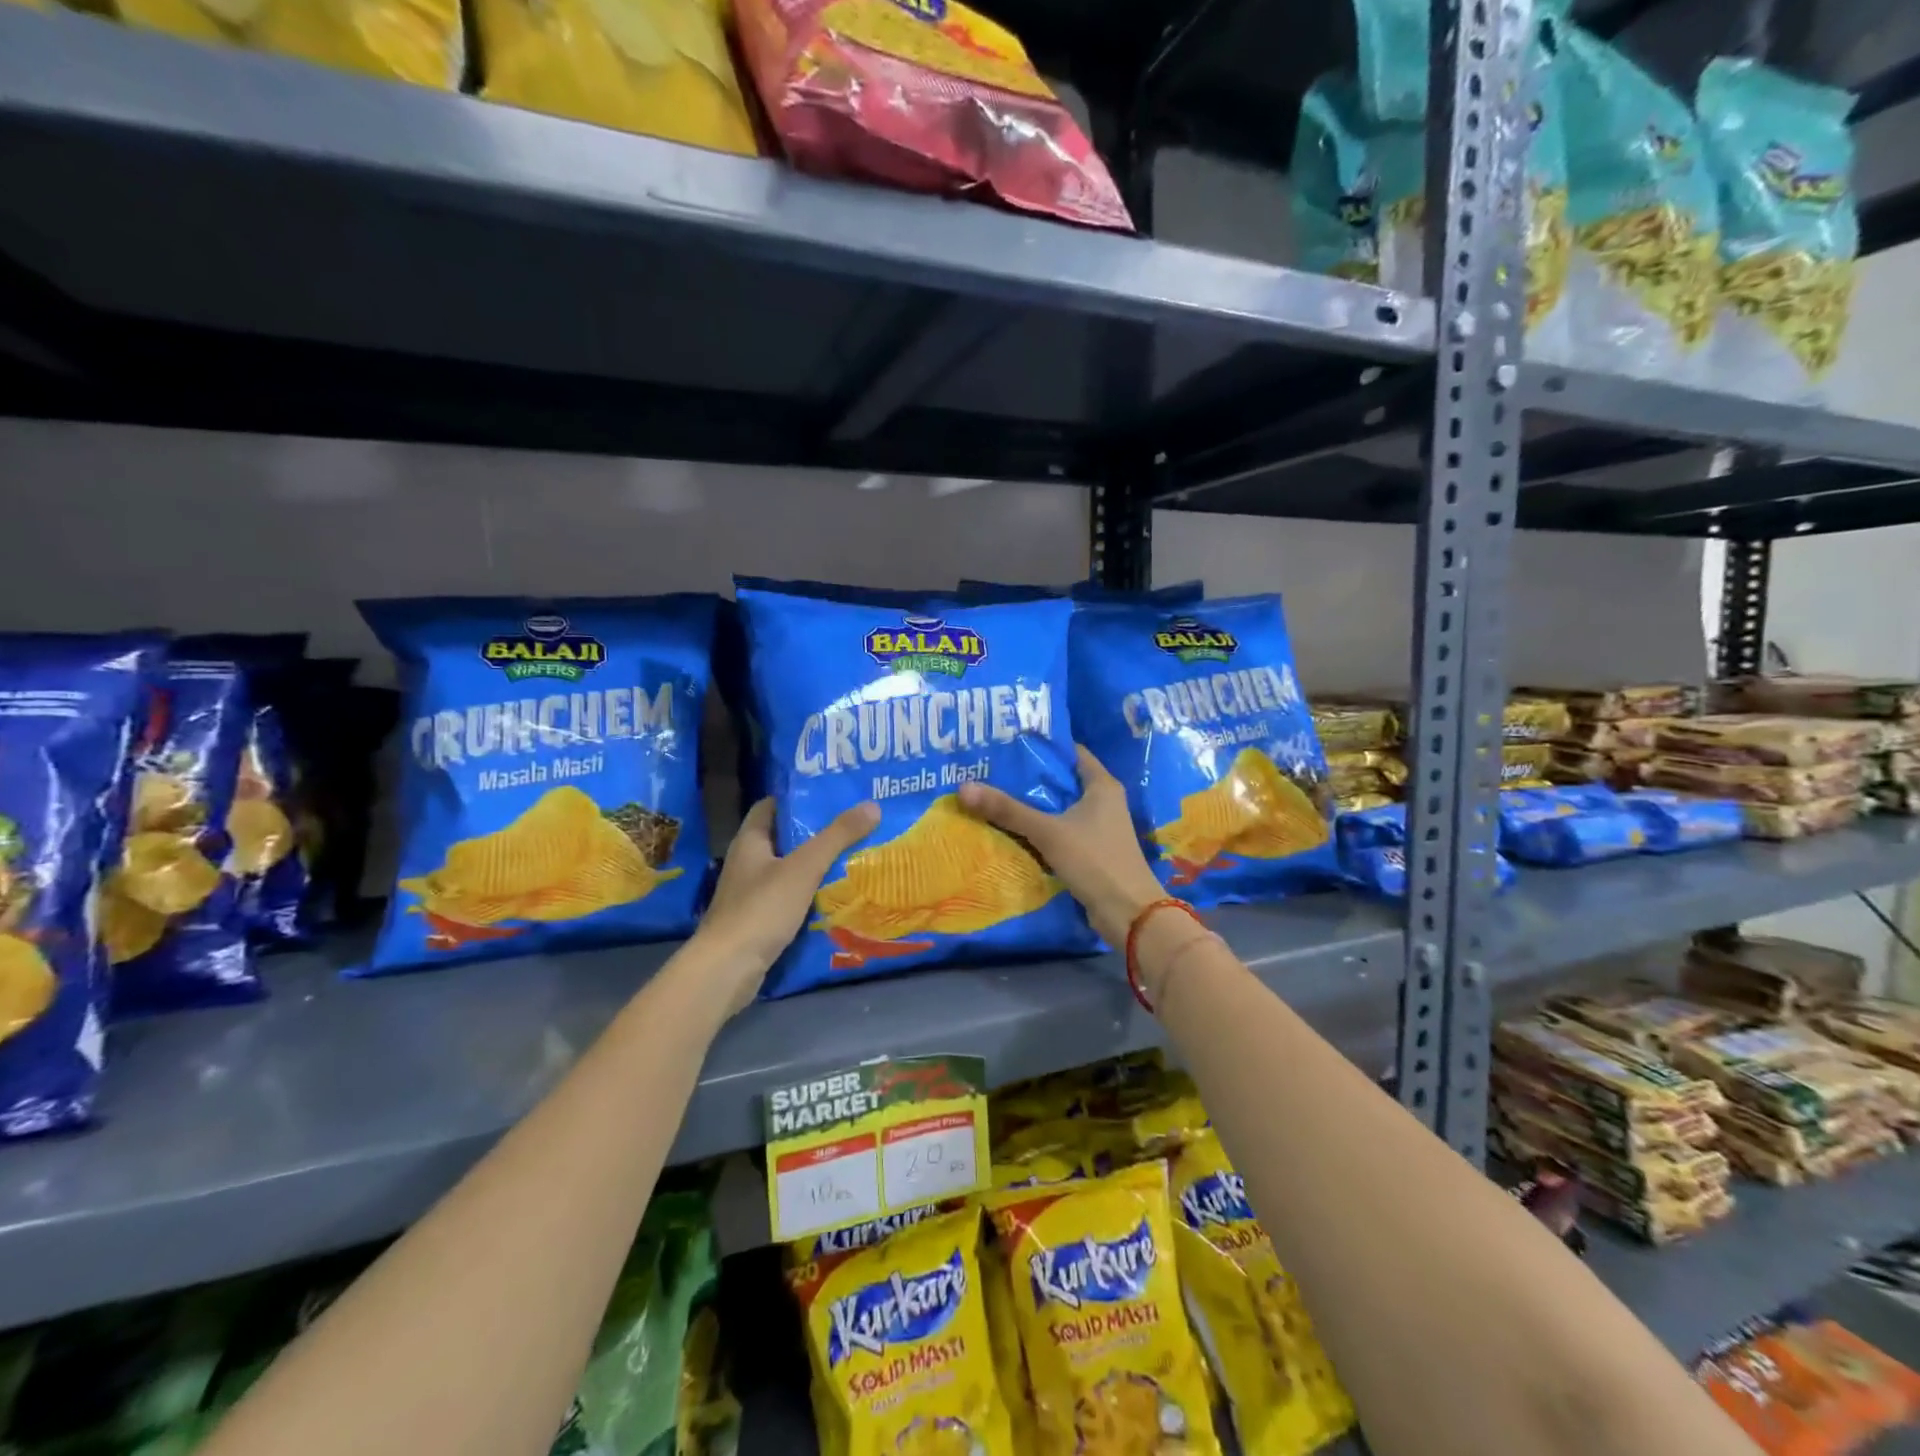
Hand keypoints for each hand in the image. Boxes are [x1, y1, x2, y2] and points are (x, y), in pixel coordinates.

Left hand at [690, 798, 879, 1015]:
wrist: (727, 969)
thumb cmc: (762, 908)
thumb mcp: (804, 867)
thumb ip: (837, 837)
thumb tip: (872, 805)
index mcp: (750, 841)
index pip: (771, 807)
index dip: (798, 799)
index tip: (831, 796)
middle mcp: (747, 864)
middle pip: (784, 839)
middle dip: (816, 834)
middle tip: (854, 827)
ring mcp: (750, 895)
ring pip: (789, 872)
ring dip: (816, 867)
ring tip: (854, 859)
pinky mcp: (758, 922)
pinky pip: (789, 900)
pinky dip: (810, 897)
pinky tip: (836, 898)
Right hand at [957, 746, 1166, 946]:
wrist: (1128, 913)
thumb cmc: (1095, 860)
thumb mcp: (1048, 831)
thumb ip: (1008, 810)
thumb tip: (963, 788)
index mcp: (1102, 785)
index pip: (1071, 752)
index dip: (1042, 746)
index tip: (1008, 743)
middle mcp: (1103, 801)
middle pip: (1061, 781)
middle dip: (1029, 777)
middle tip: (991, 769)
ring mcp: (1098, 828)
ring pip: (1059, 808)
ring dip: (1032, 806)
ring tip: (993, 795)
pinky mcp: (1091, 851)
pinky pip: (1059, 831)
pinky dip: (1039, 829)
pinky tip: (1010, 830)